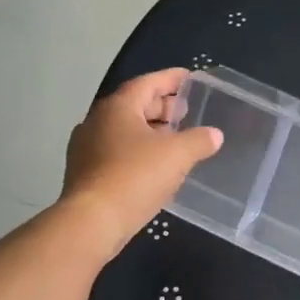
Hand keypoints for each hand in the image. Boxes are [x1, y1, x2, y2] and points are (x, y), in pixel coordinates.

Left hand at [62, 69, 222, 255]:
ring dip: (150, 131)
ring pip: (125, 130)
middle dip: (161, 106)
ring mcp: (87, 148)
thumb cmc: (135, 177)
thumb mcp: (177, 155)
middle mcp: (97, 121)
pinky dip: (138, 151)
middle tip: (185, 112)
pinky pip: (117, 152)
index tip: (189, 77)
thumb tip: (214, 134)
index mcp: (117, 107)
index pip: (147, 83)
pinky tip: (155, 166)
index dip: (171, 79)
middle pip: (134, 105)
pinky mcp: (85, 173)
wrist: (92, 222)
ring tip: (174, 139)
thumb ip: (198, 140)